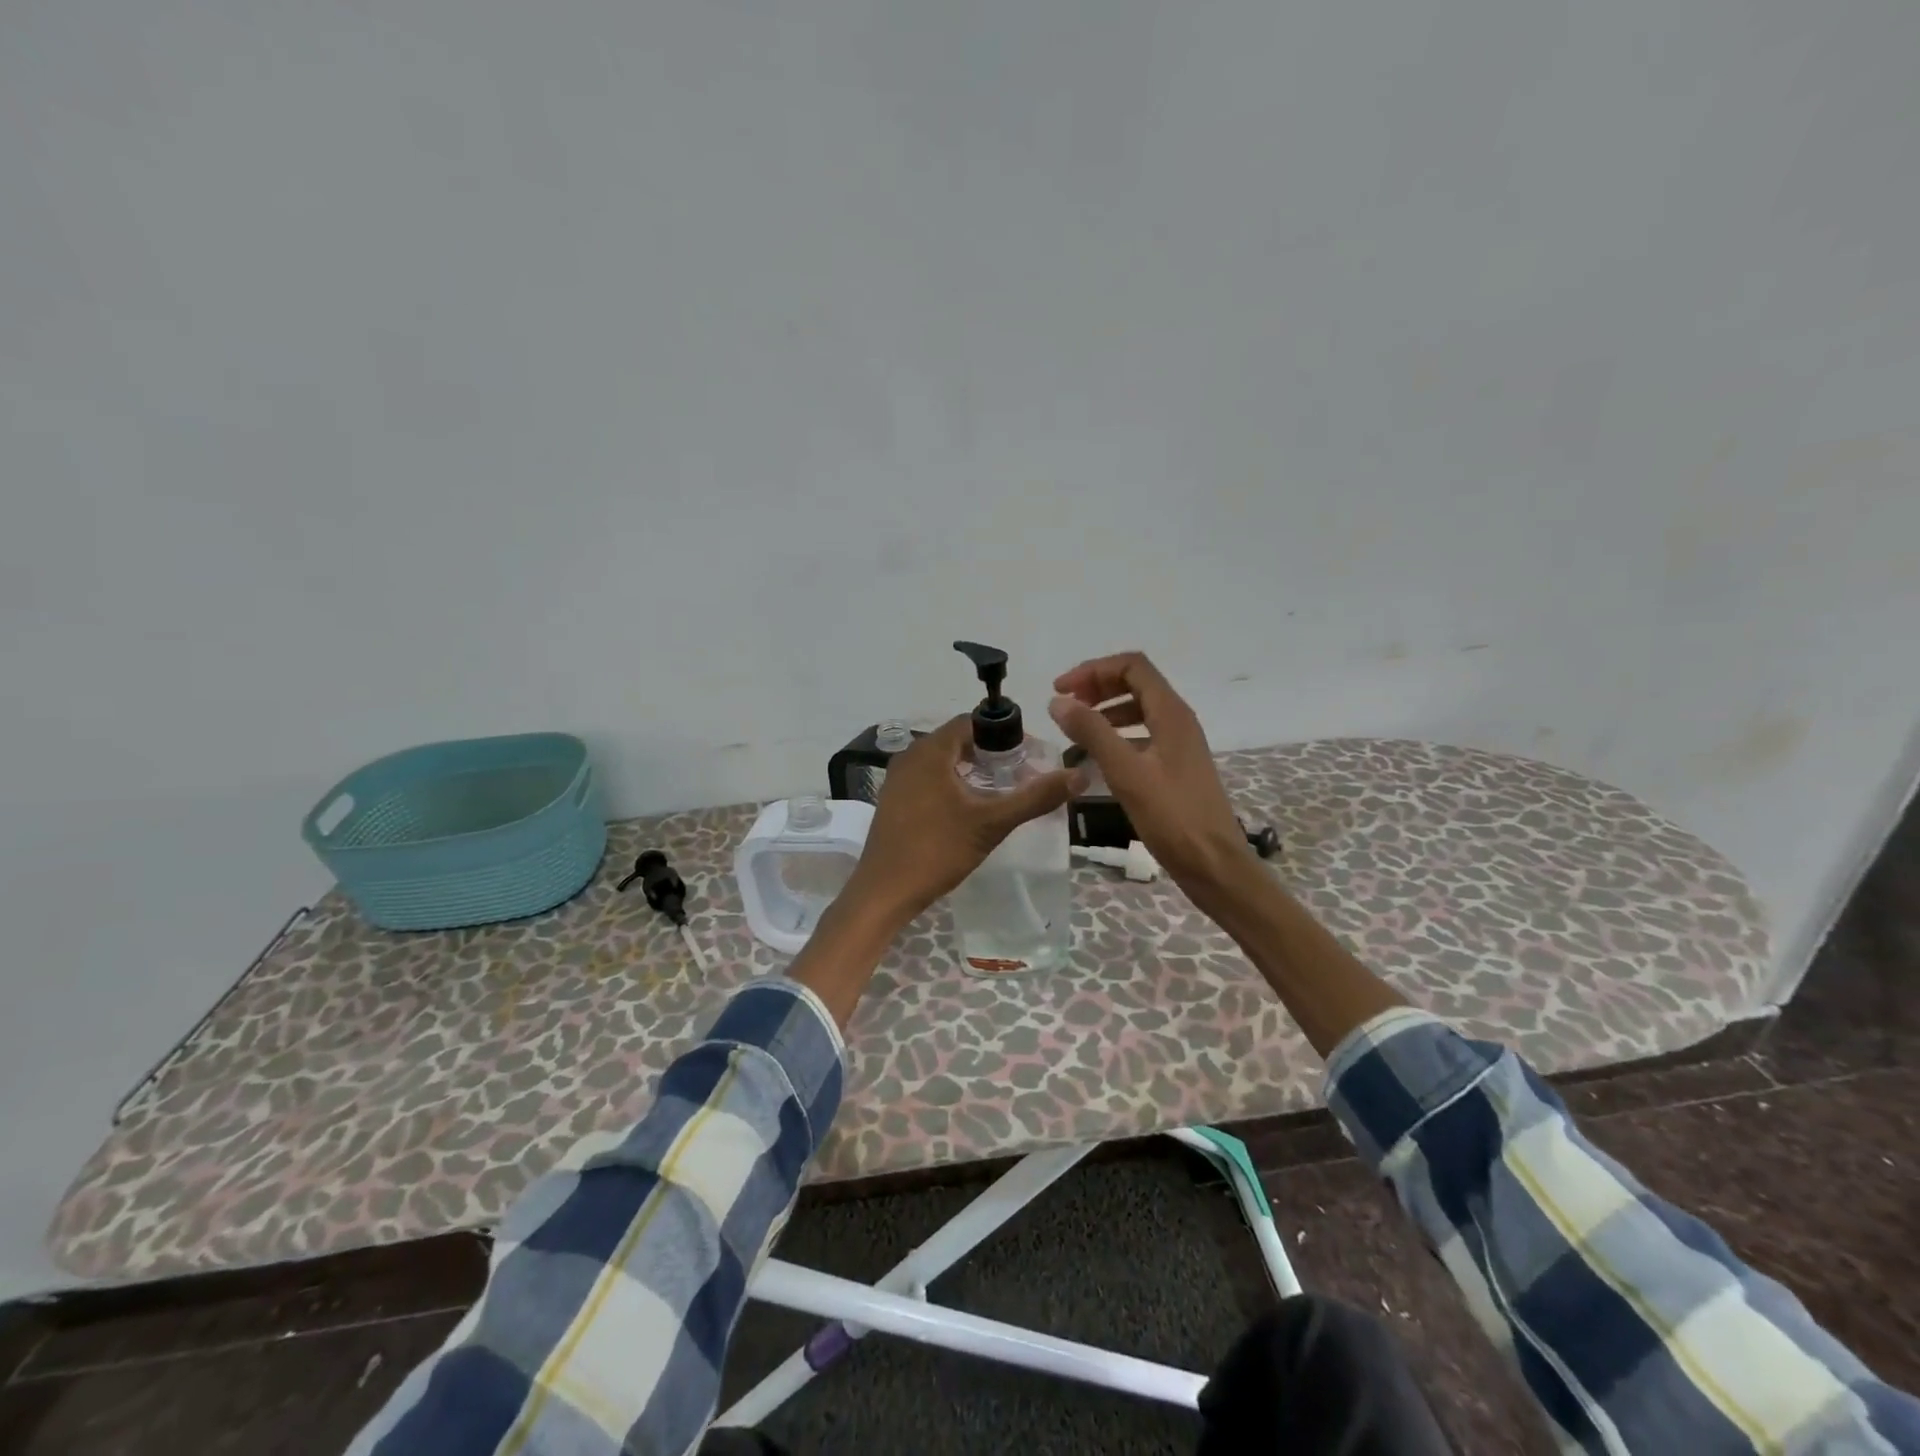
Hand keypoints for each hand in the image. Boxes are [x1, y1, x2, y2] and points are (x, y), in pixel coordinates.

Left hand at [845, 715, 1083, 926]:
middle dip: (990, 753)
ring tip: (1000, 793)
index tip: (1029, 755)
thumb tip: (1078, 776)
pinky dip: (952, 784)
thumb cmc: (937, 850)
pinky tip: (969, 810)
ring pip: (942, 761)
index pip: (972, 722)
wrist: (884, 892)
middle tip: (1020, 775)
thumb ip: (1035, 797)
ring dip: (971, 770)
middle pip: (957, 740)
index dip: (1003, 733)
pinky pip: (928, 779)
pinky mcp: (893, 801)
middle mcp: (910, 756)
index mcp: (930, 751)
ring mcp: (898, 779)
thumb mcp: (992, 823)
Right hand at [1048, 652, 1251, 897]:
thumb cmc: (1172, 817)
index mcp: (1171, 714)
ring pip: (1139, 709)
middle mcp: (1178, 721)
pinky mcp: (1176, 766)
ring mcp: (1179, 744)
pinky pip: (1142, 735)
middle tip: (1065, 706)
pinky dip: (1117, 735)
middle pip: (1135, 683)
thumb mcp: (1126, 772)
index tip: (1061, 690)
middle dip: (1097, 686)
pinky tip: (1098, 757)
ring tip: (1076, 730)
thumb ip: (1091, 732)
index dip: (1093, 670)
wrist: (1214, 864)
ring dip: (1105, 711)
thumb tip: (1058, 701)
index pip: (1132, 666)